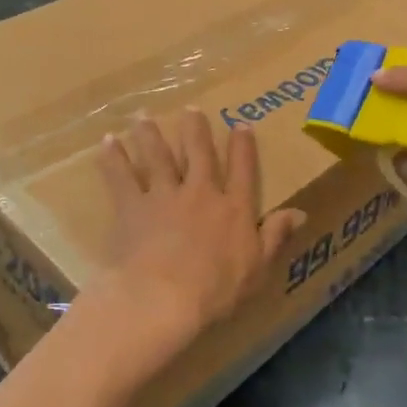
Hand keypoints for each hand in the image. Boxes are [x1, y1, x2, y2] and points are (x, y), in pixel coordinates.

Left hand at [90, 109, 305, 360]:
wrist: (163, 297)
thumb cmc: (216, 291)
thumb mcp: (257, 269)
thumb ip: (275, 236)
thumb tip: (299, 212)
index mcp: (233, 207)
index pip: (242, 169)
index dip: (243, 146)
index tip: (241, 125)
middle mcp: (200, 192)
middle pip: (199, 152)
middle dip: (195, 129)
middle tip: (190, 109)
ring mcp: (164, 195)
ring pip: (158, 156)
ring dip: (150, 135)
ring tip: (143, 116)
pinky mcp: (132, 206)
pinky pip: (121, 177)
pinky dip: (113, 158)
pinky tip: (107, 142)